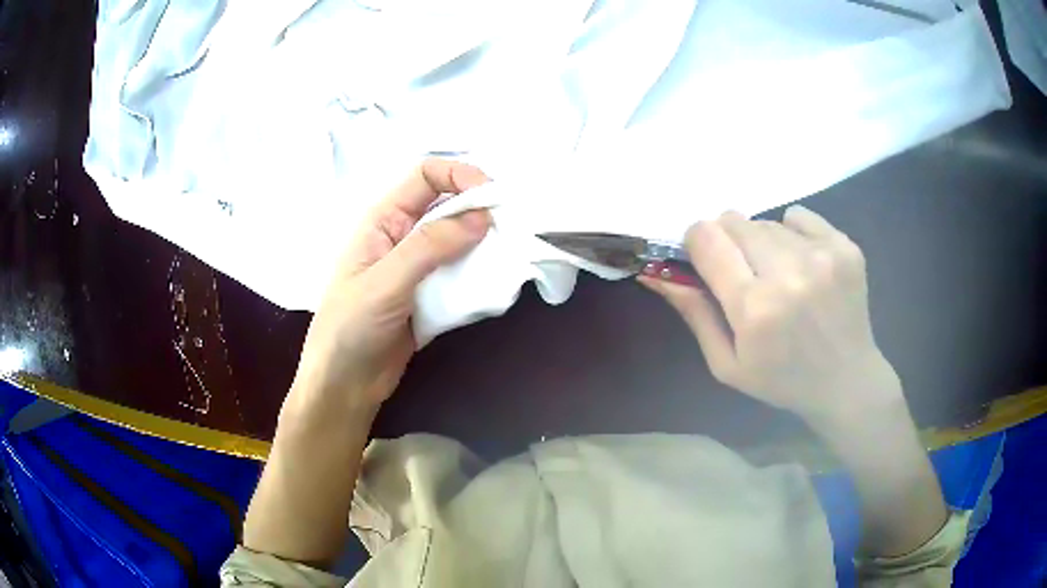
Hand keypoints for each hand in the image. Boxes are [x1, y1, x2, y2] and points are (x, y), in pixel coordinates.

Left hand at [290, 159, 491, 415]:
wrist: (345, 386)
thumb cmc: (351, 328)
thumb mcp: (385, 282)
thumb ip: (429, 246)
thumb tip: (482, 217)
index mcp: (384, 220)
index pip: (426, 176)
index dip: (459, 175)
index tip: (493, 197)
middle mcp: (403, 236)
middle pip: (448, 205)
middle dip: (480, 209)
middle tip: (512, 228)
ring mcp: (418, 267)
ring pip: (459, 240)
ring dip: (485, 243)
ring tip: (509, 255)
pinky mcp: (431, 295)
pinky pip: (461, 273)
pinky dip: (480, 273)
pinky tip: (495, 282)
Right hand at [642, 206, 901, 427]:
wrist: (846, 380)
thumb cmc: (782, 380)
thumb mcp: (727, 363)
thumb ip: (693, 313)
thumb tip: (656, 273)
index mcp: (754, 308)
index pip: (706, 238)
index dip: (697, 242)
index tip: (704, 258)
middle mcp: (788, 273)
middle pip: (734, 221)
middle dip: (729, 241)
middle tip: (744, 272)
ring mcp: (821, 256)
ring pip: (766, 221)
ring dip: (762, 242)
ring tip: (779, 275)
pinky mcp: (844, 246)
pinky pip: (798, 216)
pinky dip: (792, 233)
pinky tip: (803, 263)